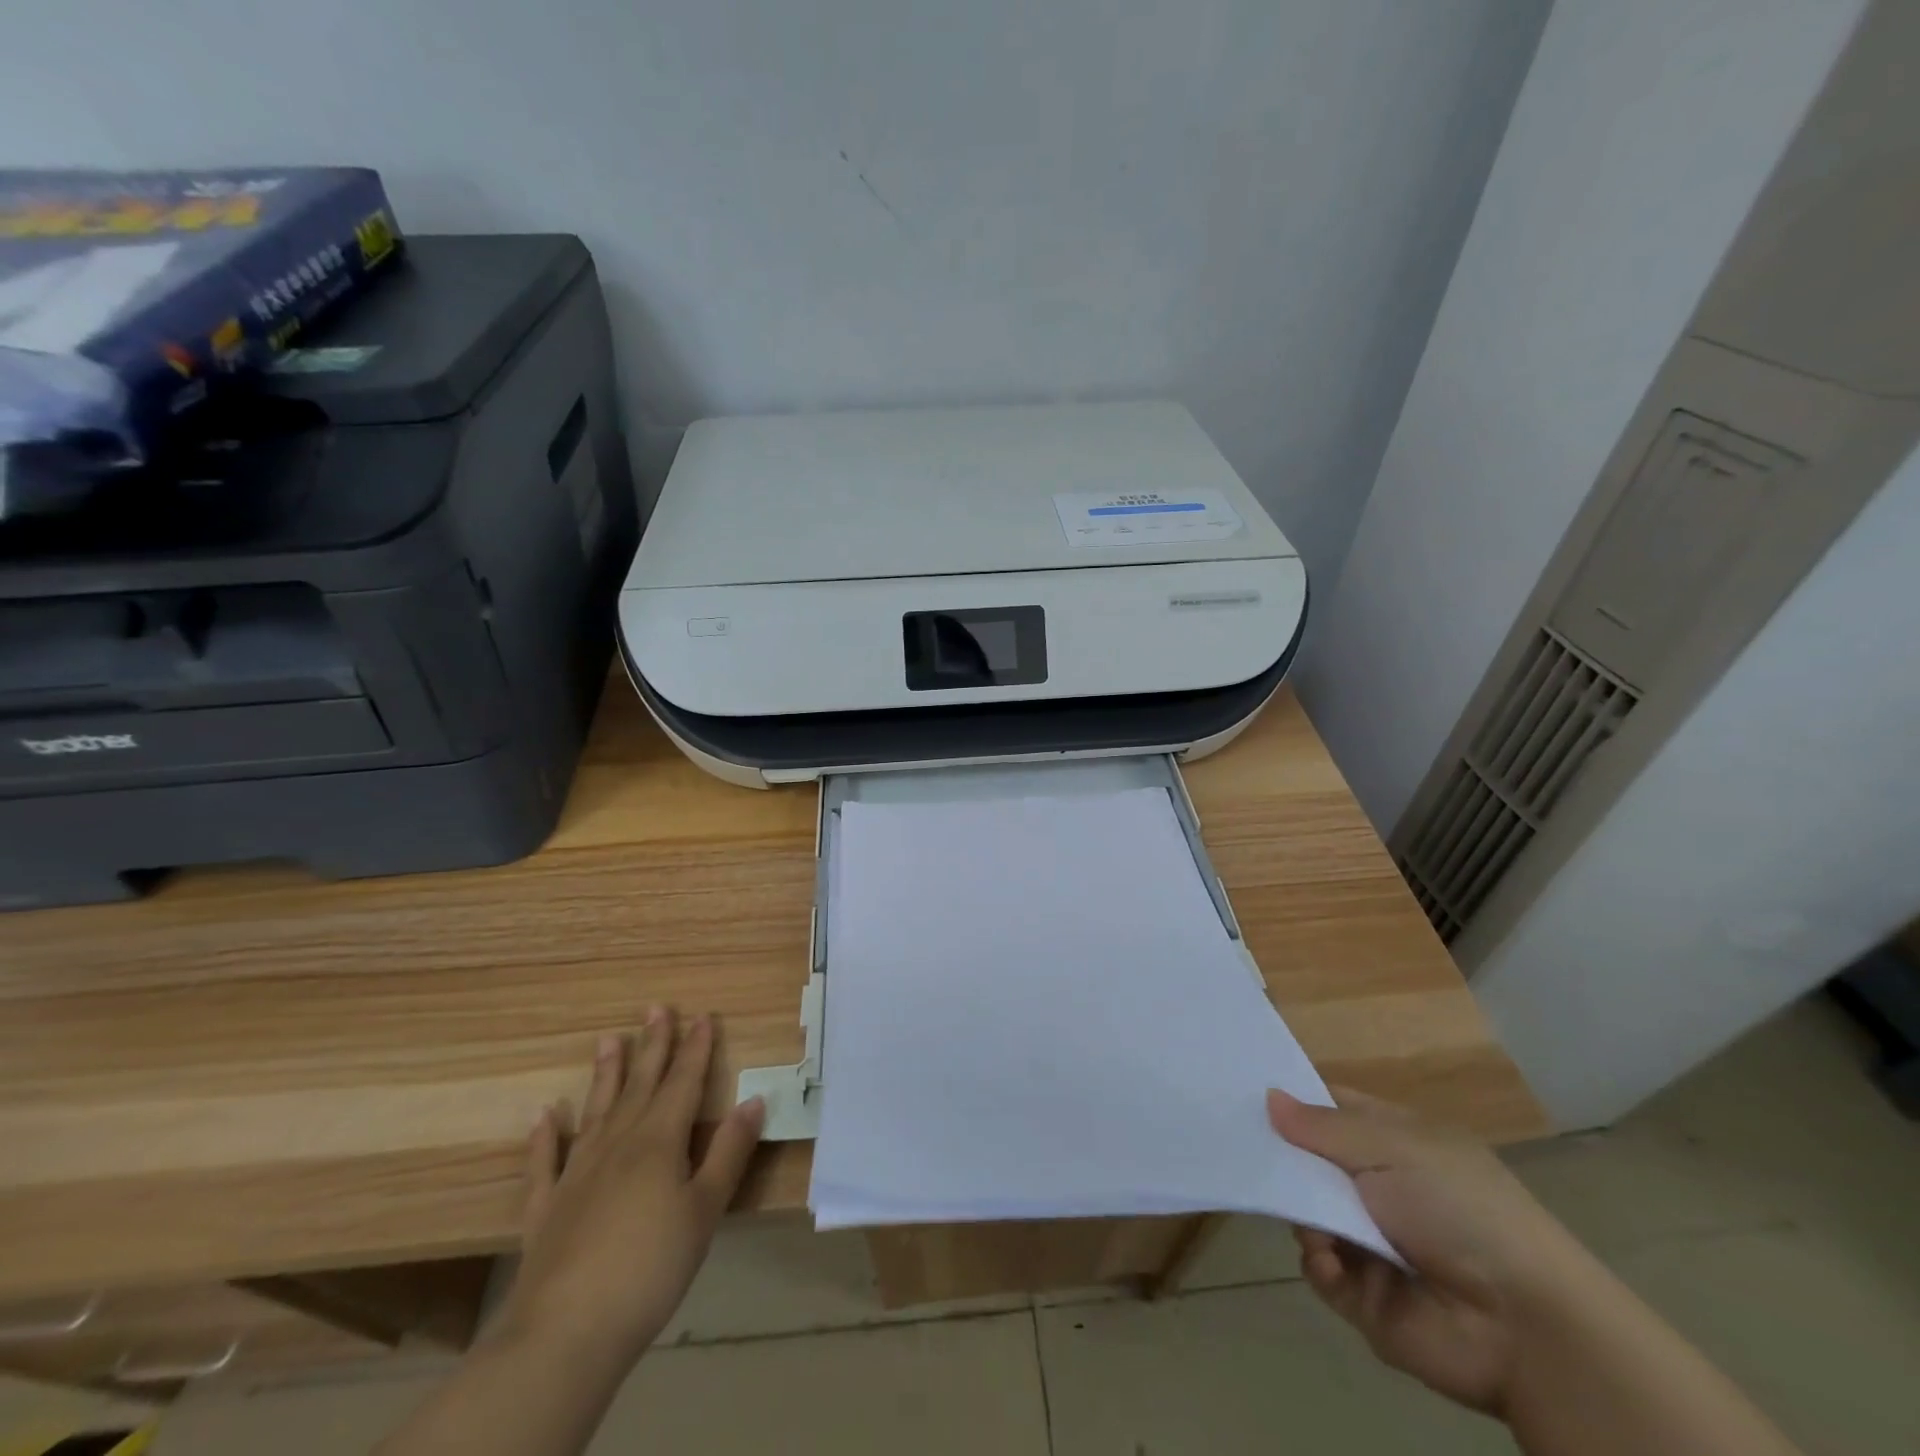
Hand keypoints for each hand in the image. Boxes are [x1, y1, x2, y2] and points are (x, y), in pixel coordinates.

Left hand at [496, 1009, 766, 1371]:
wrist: (566, 1332)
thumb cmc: (651, 1267)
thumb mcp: (705, 1210)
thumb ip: (729, 1151)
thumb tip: (754, 1100)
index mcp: (659, 1141)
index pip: (683, 1082)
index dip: (696, 1048)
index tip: (703, 1015)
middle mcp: (618, 1143)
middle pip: (640, 1085)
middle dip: (653, 1046)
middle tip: (656, 1008)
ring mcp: (577, 1173)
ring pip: (596, 1110)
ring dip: (605, 1074)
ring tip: (608, 1039)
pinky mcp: (547, 1207)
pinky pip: (545, 1162)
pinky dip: (544, 1137)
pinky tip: (544, 1115)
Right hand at [1267, 1086, 1590, 1417]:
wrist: (1525, 1326)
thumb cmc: (1460, 1209)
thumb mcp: (1392, 1147)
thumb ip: (1322, 1126)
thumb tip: (1268, 1097)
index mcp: (1393, 1140)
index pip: (1329, 1108)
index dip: (1291, 1101)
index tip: (1245, 1095)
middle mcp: (1377, 1185)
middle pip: (1308, 1161)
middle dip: (1282, 1162)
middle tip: (1249, 1155)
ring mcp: (1369, 1240)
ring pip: (1305, 1213)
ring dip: (1302, 1216)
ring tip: (1316, 1226)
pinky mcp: (1364, 1294)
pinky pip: (1319, 1268)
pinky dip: (1319, 1263)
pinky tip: (1331, 1262)